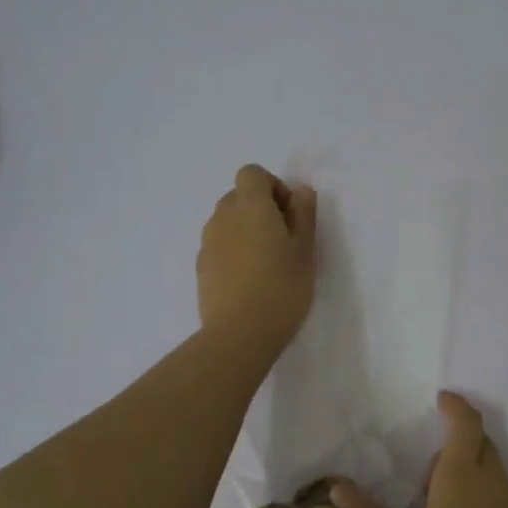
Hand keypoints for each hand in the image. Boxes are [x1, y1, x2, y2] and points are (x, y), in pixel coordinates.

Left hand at [196, 164, 317, 360]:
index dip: (274, 187)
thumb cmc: (282, 287)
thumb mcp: (305, 249)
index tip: (290, 215)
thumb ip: (304, 213)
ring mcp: (207, 244)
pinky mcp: (201, 269)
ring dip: (246, 232)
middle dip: (261, 210)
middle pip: (239, 197)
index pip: (253, 174)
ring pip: (228, 224)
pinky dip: (234, 254)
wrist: (239, 334)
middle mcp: (222, 217)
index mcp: (249, 205)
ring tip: (267, 265)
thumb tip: (299, 191)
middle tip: (284, 241)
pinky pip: (220, 248)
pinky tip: (250, 283)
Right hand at [333, 393, 507, 507]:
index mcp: (464, 480)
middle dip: (455, 443)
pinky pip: (503, 492)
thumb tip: (337, 486)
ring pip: (494, 468)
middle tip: (424, 479)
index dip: (455, 405)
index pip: (466, 424)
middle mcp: (496, 483)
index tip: (438, 399)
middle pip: (480, 443)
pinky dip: (484, 491)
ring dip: (469, 470)